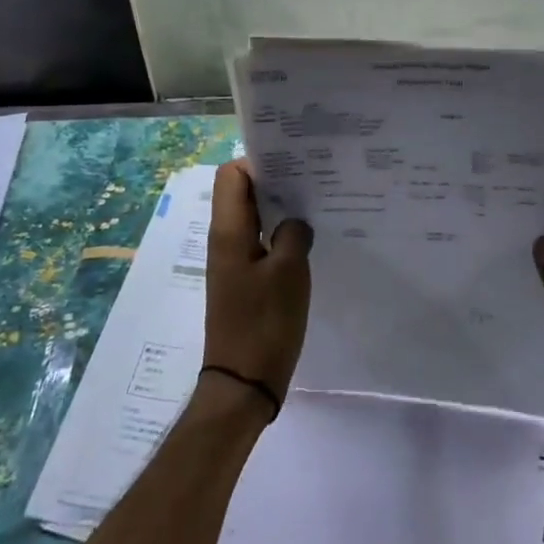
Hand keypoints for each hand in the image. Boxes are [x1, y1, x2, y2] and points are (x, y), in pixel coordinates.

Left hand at [203, 161, 312, 413]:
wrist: (244, 382)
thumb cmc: (265, 323)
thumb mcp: (289, 272)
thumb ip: (294, 233)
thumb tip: (296, 221)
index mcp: (229, 231)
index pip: (232, 175)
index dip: (259, 162)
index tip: (294, 163)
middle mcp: (226, 240)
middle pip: (243, 193)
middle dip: (275, 180)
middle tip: (314, 178)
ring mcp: (234, 262)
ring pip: (254, 218)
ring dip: (280, 208)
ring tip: (317, 203)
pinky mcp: (245, 281)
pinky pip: (261, 242)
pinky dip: (281, 234)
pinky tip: (309, 239)